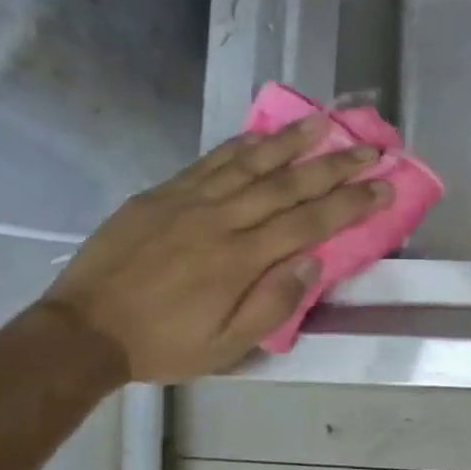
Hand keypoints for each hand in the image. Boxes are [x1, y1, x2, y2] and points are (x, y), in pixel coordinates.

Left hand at [42, 117, 390, 381]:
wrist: (87, 329)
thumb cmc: (163, 345)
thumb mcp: (225, 347)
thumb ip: (271, 305)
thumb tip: (311, 264)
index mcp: (241, 261)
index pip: (309, 224)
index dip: (350, 203)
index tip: (383, 185)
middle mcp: (221, 221)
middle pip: (288, 185)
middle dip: (334, 165)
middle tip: (370, 148)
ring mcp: (189, 201)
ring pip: (250, 163)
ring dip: (291, 141)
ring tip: (325, 122)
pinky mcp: (163, 194)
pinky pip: (210, 162)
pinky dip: (240, 145)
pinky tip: (261, 134)